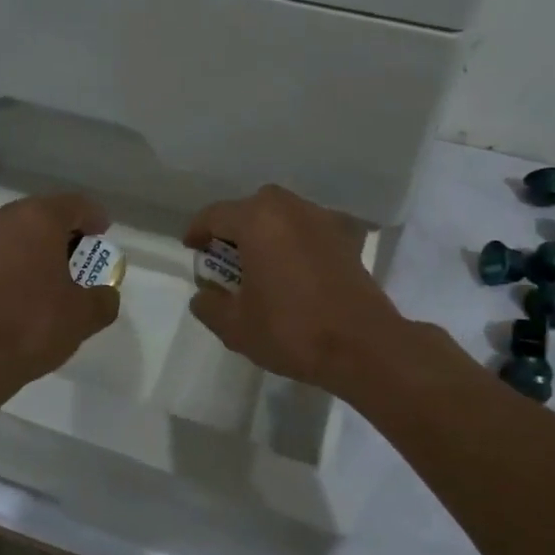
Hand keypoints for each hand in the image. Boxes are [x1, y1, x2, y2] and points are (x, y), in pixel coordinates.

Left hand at [0, 193, 120, 392]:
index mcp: (38, 218)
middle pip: (43, 215)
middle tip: (82, 258)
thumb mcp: (84, 316)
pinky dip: (15, 264)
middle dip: (65, 233)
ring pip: (17, 234)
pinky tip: (24, 292)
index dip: (94, 217)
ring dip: (37, 248)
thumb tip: (104, 295)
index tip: (104, 235)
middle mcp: (4, 218)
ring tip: (53, 277)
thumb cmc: (31, 324)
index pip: (75, 205)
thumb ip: (103, 299)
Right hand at [184, 185, 409, 399]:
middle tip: (225, 257)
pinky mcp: (347, 238)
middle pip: (251, 207)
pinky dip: (297, 240)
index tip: (191, 248)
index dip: (197, 231)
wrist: (363, 346)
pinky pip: (310, 229)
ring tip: (260, 262)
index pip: (215, 214)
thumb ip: (209, 305)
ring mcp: (323, 219)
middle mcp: (290, 209)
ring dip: (266, 231)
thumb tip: (204, 294)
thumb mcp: (235, 327)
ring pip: (283, 214)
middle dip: (234, 227)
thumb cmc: (291, 330)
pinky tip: (296, 267)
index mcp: (257, 220)